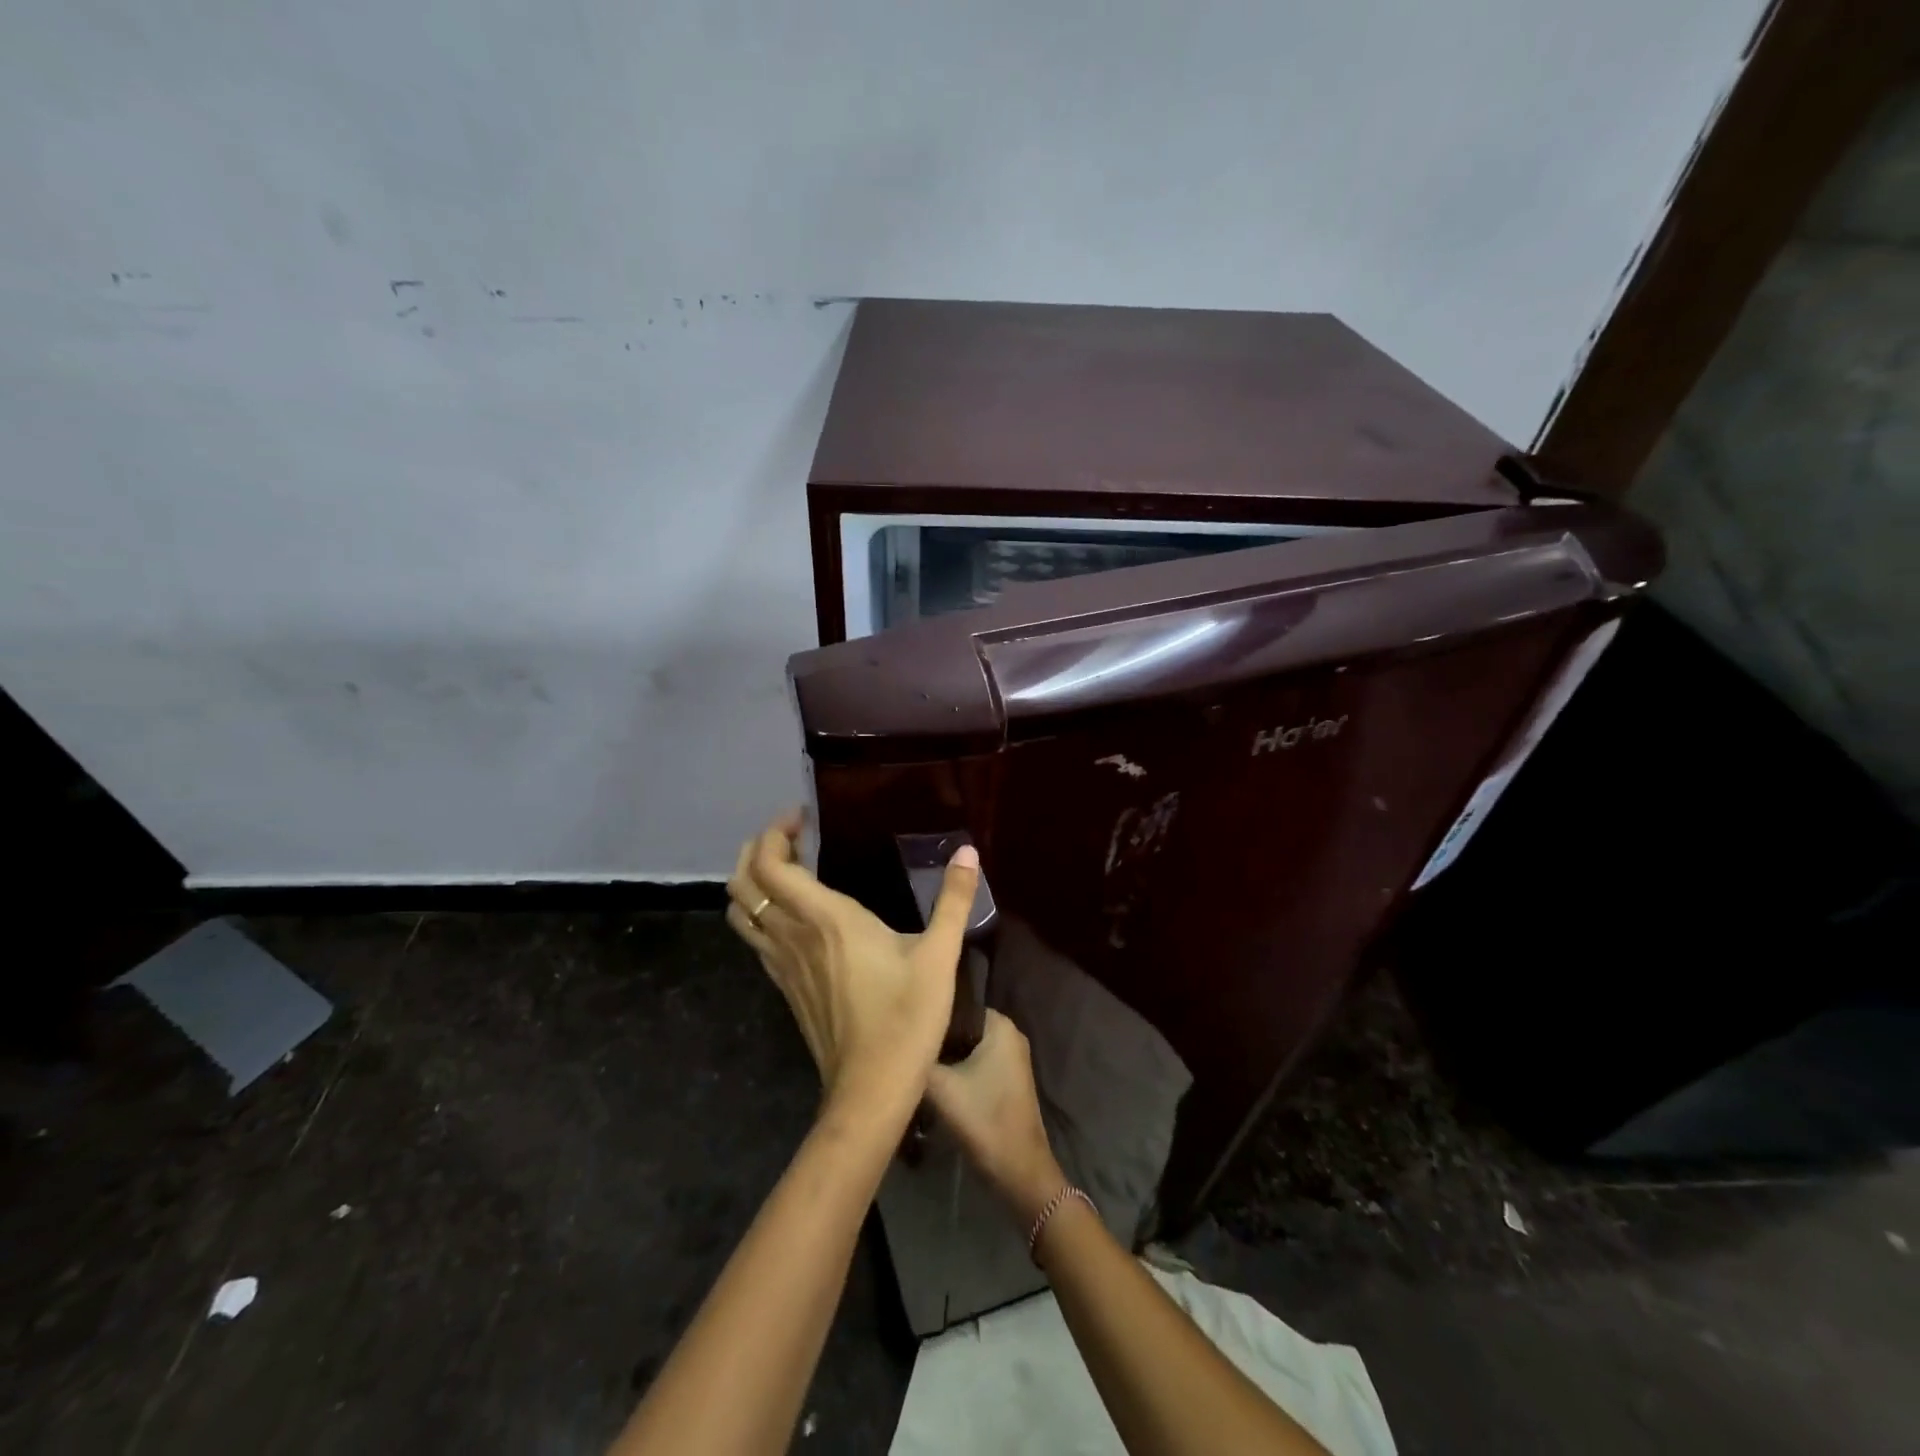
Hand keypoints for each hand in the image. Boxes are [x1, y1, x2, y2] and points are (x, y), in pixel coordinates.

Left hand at [726, 809, 981, 1116]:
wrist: (870, 1090)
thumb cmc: (906, 1018)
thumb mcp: (939, 955)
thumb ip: (954, 900)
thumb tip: (968, 852)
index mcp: (824, 918)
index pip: (770, 864)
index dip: (774, 833)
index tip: (802, 818)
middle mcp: (791, 935)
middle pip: (742, 882)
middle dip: (756, 849)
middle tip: (791, 837)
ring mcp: (781, 964)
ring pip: (739, 912)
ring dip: (752, 881)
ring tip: (787, 869)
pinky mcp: (783, 987)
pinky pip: (754, 938)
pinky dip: (760, 912)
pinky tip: (793, 915)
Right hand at [926, 1009, 1065, 1225]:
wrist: (1018, 1170)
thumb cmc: (983, 1119)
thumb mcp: (940, 1086)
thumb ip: (917, 1059)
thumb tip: (895, 1043)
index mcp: (1000, 1025)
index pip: (956, 1007)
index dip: (931, 1018)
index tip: (906, 1030)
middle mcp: (1010, 1035)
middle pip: (961, 1028)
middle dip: (936, 1039)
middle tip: (905, 1050)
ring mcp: (1011, 1059)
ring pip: (967, 1048)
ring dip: (944, 1058)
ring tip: (914, 1066)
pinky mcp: (1007, 1081)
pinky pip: (975, 1064)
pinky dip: (956, 1071)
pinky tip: (933, 1084)